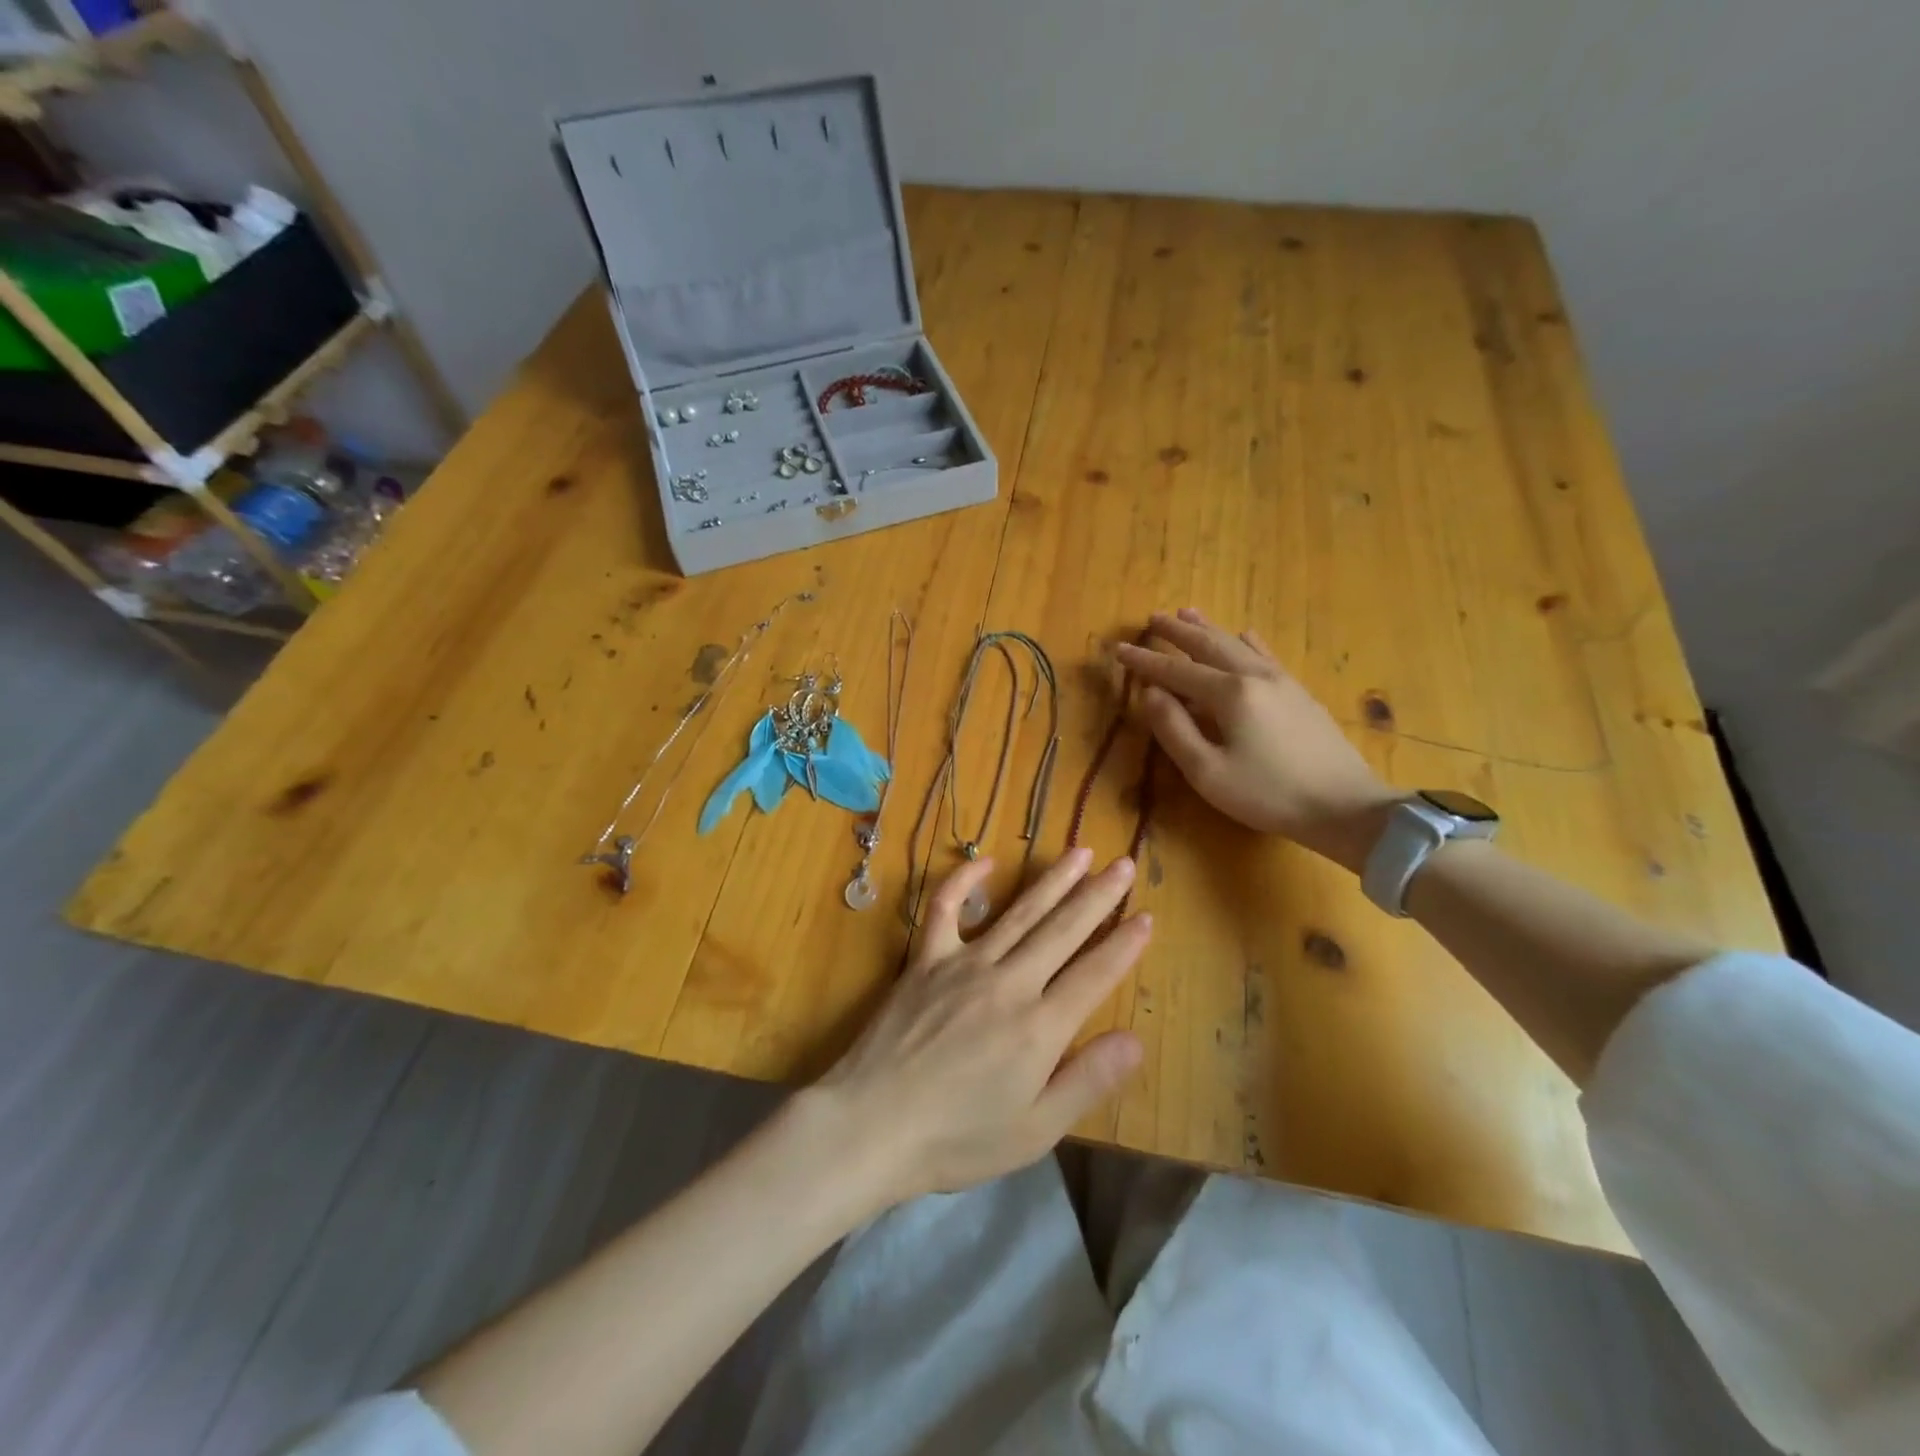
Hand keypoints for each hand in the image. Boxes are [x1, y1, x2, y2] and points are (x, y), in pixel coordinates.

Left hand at [811, 851, 1147, 1210]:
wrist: (872, 1124)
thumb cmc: (957, 1139)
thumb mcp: (1034, 1130)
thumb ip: (1087, 1080)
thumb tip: (1135, 1039)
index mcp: (1040, 1027)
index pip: (1094, 974)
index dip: (1124, 944)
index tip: (1147, 916)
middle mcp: (1008, 983)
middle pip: (1062, 930)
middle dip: (1097, 896)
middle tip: (1123, 864)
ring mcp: (964, 964)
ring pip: (1018, 912)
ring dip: (1052, 881)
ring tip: (1080, 852)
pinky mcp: (925, 960)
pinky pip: (944, 910)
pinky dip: (962, 881)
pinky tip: (984, 862)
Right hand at [1115, 608, 1398, 873]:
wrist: (1345, 807)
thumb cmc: (1268, 795)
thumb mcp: (1207, 772)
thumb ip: (1174, 729)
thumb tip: (1150, 693)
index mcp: (1229, 694)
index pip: (1176, 671)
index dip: (1144, 661)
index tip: (1118, 649)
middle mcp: (1254, 676)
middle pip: (1208, 645)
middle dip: (1177, 632)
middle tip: (1152, 618)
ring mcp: (1281, 681)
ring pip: (1237, 644)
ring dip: (1208, 628)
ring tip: (1187, 613)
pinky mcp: (1299, 693)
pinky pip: (1266, 655)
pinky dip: (1247, 642)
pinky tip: (1245, 634)